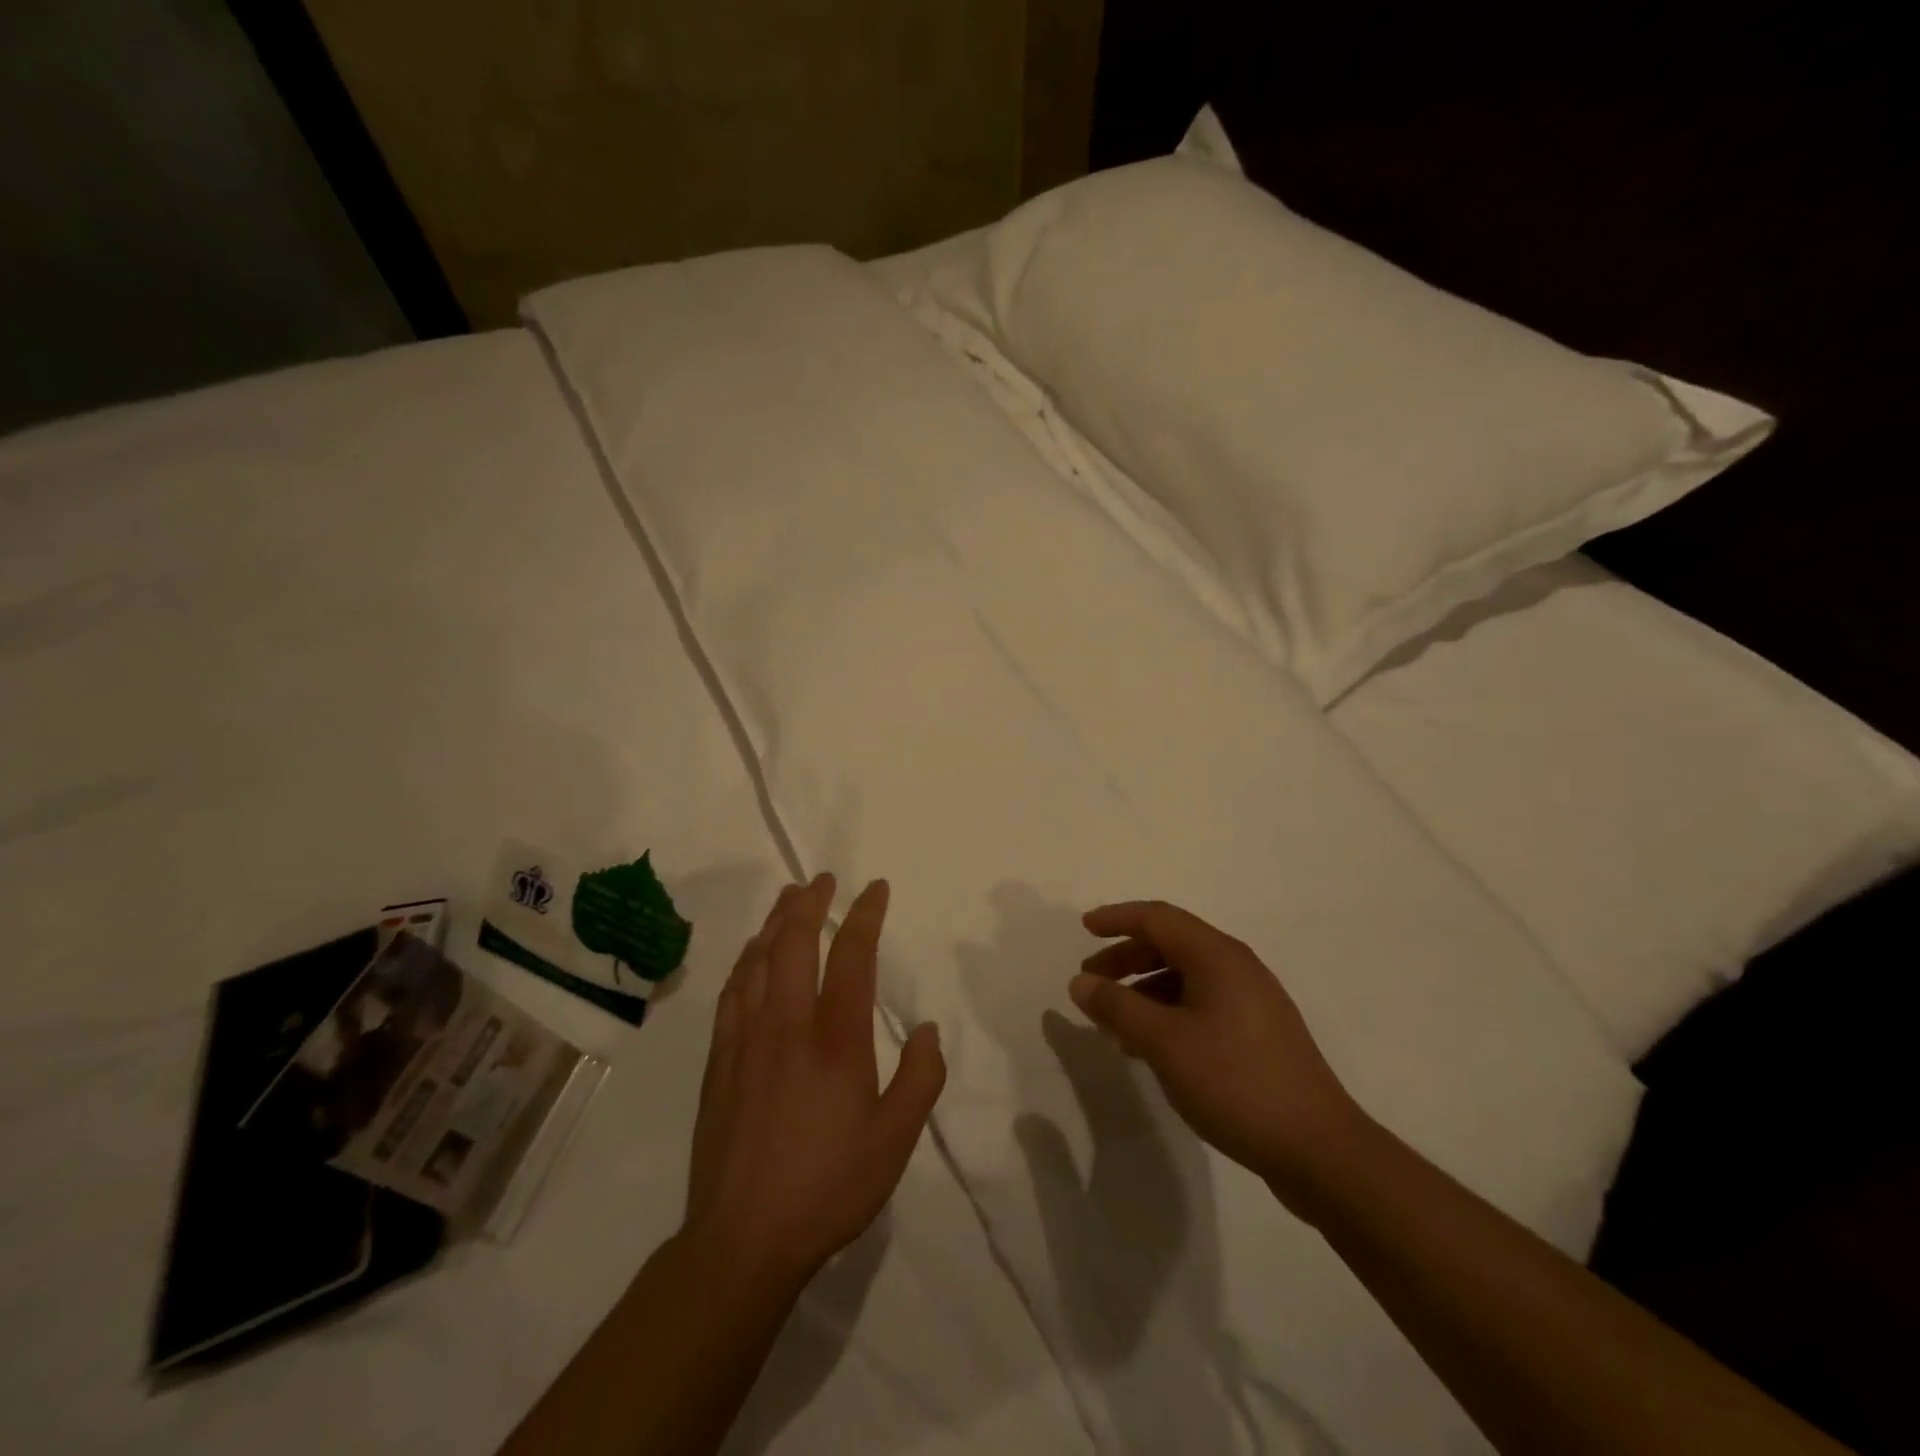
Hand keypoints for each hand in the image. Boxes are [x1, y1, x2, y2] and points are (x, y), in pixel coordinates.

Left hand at [683, 874, 945, 1287]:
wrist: (743, 1239)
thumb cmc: (828, 1186)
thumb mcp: (895, 1140)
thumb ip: (920, 1078)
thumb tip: (929, 1029)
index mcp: (836, 1039)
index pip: (851, 956)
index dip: (864, 914)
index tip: (875, 888)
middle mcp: (788, 1025)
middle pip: (794, 943)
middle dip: (810, 903)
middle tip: (822, 879)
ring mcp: (746, 1040)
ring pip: (758, 961)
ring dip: (774, 922)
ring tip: (787, 900)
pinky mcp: (719, 1062)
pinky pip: (731, 993)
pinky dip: (744, 962)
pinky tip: (749, 956)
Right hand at [1072, 900, 1366, 1212]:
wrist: (1318, 1150)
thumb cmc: (1235, 1082)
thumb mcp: (1164, 1043)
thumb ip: (1117, 1007)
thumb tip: (1081, 982)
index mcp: (1217, 957)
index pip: (1158, 918)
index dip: (1117, 918)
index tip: (1084, 928)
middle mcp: (1237, 968)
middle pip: (1171, 945)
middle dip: (1126, 958)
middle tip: (1091, 982)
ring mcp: (1252, 1002)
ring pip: (1185, 978)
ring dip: (1144, 990)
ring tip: (1114, 1023)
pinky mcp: (1258, 1034)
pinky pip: (1201, 1005)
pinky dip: (1168, 1013)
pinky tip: (1151, 1047)